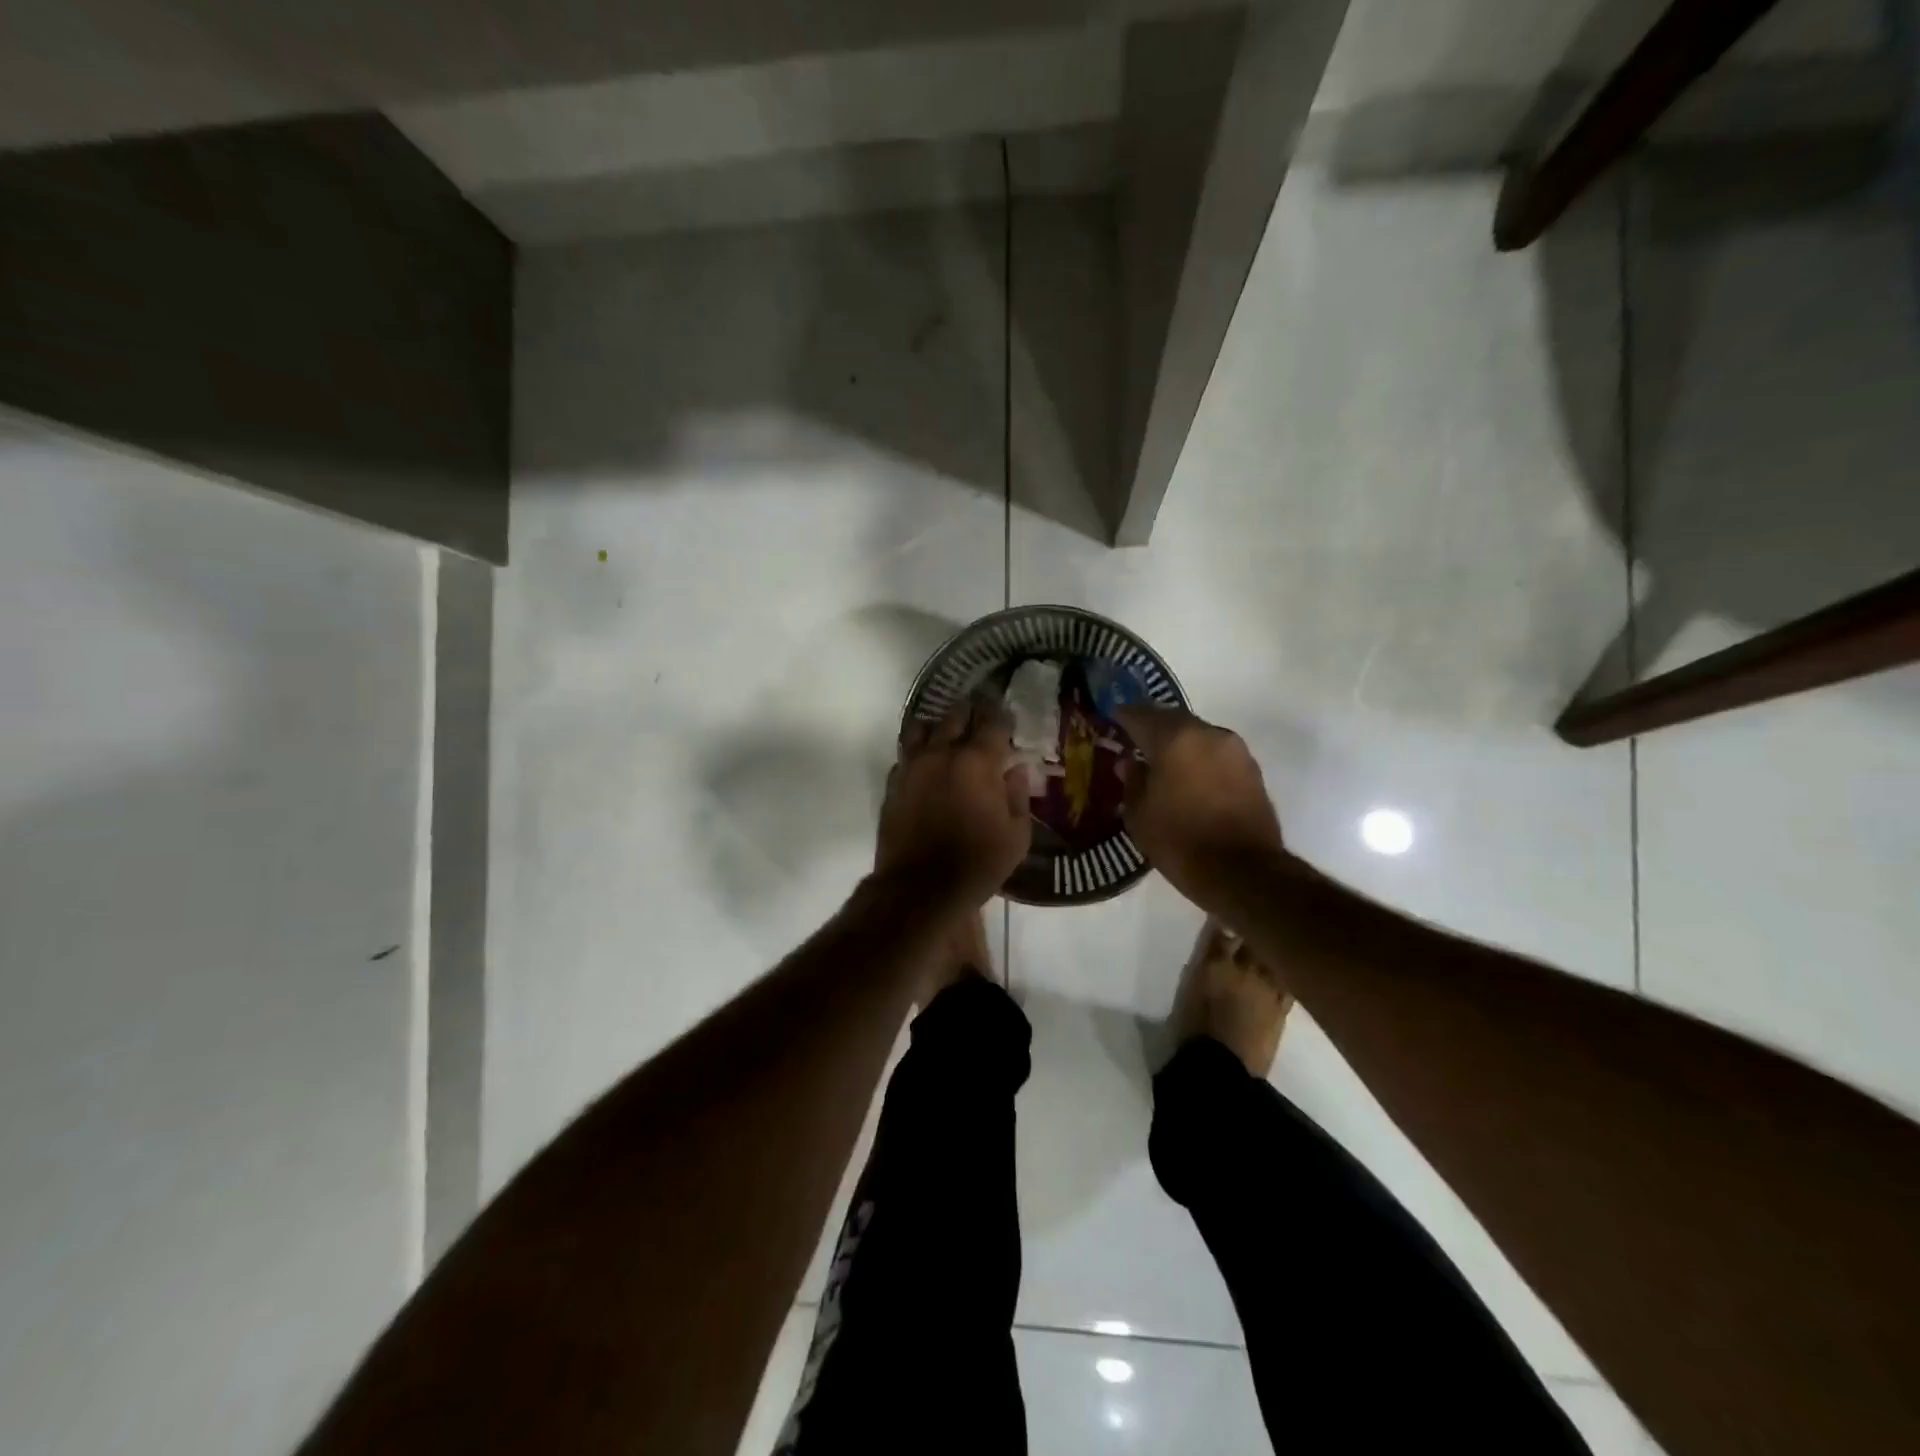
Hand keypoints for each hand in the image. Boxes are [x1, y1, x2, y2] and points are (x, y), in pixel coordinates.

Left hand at [878, 702, 1031, 908]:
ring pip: (922, 727)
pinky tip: (927, 764)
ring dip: (939, 726)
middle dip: (972, 713)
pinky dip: (919, 752)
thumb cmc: (978, 863)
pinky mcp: (893, 783)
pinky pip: (905, 754)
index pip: (993, 721)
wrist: (920, 888)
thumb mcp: (1017, 836)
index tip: (1008, 719)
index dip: (1003, 716)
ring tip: (949, 734)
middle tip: (981, 719)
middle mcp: (942, 753)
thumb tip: (1015, 770)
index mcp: (978, 761)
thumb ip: (1018, 796)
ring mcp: (912, 765)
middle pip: (956, 715)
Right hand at [1113, 706, 1284, 910]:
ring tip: (1161, 760)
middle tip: (1134, 738)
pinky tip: (1188, 776)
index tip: (1110, 718)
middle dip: (1152, 726)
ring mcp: (1235, 749)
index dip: (1122, 716)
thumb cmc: (1180, 841)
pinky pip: (1216, 753)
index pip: (1140, 715)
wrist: (1243, 872)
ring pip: (1198, 734)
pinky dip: (1199, 757)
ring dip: (1178, 742)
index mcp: (1175, 738)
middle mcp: (1207, 733)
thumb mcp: (1139, 815)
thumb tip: (1129, 763)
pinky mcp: (1252, 769)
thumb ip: (1132, 781)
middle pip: (1172, 719)